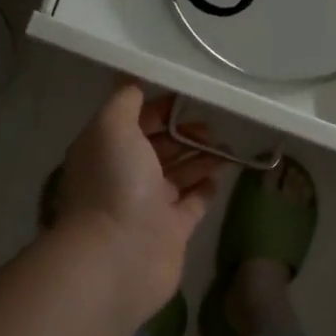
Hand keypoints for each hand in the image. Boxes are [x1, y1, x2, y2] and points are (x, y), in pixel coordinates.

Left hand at [51, 82, 223, 322]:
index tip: (189, 98)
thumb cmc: (115, 183)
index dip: (160, 107)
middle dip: (184, 133)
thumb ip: (124, 101)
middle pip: (160, 146)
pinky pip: (193, 202)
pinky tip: (221, 174)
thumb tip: (132, 79)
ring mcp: (149, 205)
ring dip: (201, 157)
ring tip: (227, 147)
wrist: (119, 256)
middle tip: (212, 127)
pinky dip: (206, 187)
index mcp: (108, 150)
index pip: (136, 120)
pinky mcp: (173, 231)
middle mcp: (126, 175)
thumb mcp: (112, 127)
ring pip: (180, 173)